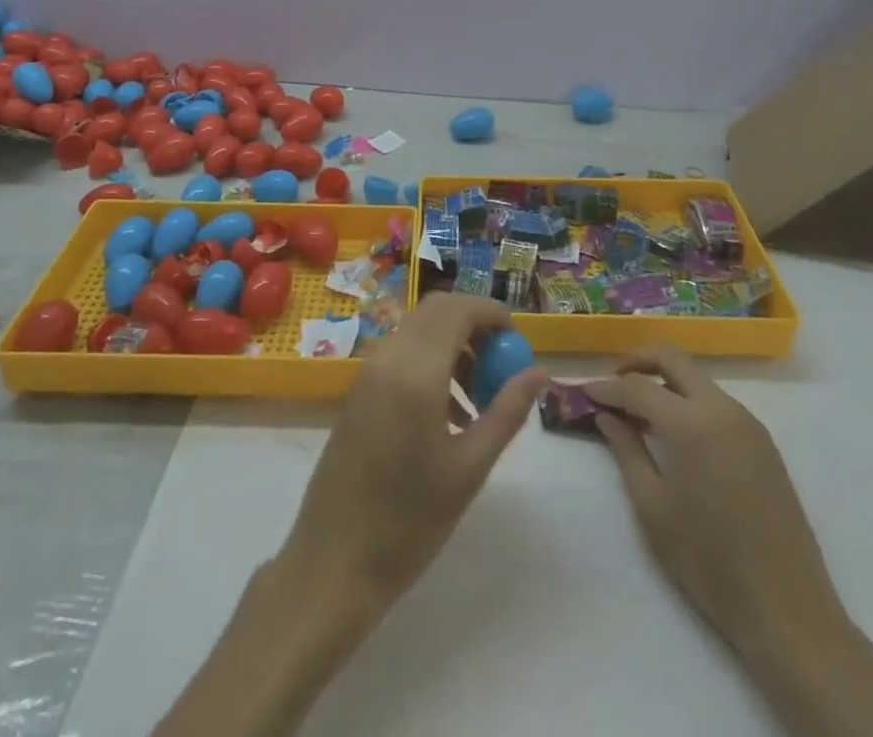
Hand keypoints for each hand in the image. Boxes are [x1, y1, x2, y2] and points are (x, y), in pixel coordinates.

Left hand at [282, 292, 548, 612]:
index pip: (459, 310)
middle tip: (501, 364)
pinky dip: (431, 362)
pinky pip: (402, 353)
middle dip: (474, 325)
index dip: (493, 314)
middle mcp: (388, 357)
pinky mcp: (358, 390)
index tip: (518, 342)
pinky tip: (449, 414)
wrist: (333, 562)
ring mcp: (368, 371)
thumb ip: (507, 412)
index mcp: (416, 371)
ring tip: (480, 399)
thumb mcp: (469, 468)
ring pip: (419, 330)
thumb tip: (539, 372)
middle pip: (437, 311)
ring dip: (453, 345)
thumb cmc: (409, 521)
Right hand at [585, 347, 841, 655]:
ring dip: (665, 383)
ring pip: (697, 379)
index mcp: (691, 423)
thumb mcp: (653, 507)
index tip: (584, 393)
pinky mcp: (763, 442)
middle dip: (638, 362)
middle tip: (612, 382)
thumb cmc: (709, 561)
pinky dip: (689, 402)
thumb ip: (626, 451)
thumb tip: (606, 415)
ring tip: (639, 413)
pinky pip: (717, 403)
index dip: (607, 387)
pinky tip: (674, 433)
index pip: (638, 386)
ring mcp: (748, 423)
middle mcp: (722, 409)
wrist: (786, 610)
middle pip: (673, 359)